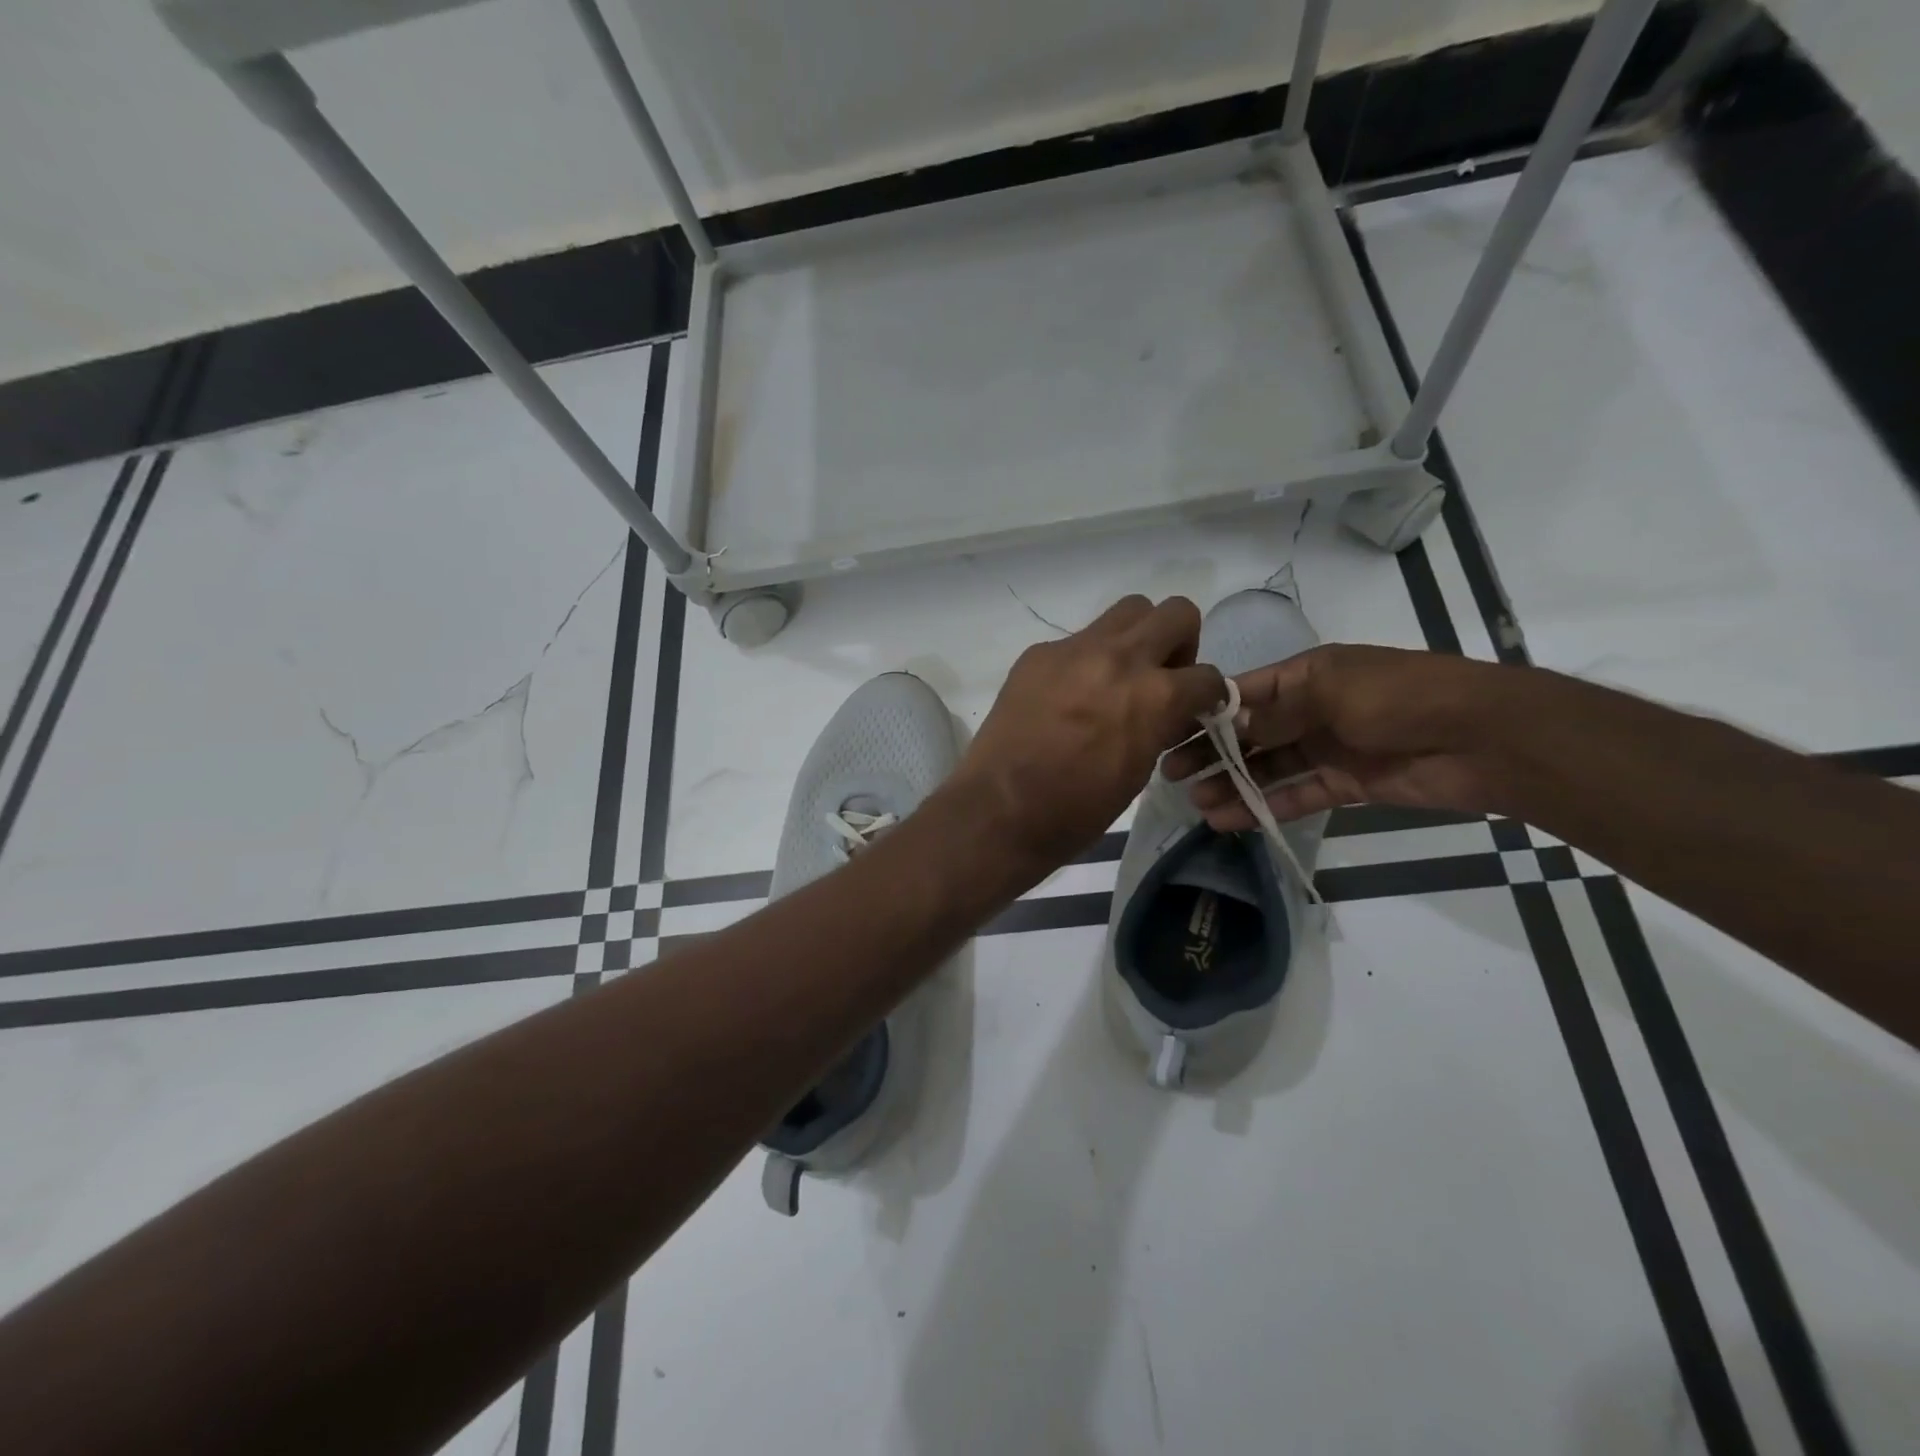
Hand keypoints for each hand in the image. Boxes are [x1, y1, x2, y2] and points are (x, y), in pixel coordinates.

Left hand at [949, 596, 1225, 870]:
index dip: (1207, 695)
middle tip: (1161, 676)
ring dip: (1135, 638)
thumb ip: (1160, 727)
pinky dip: (1086, 660)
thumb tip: (1167, 712)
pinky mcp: (1038, 654)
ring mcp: (1074, 649)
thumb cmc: (1077, 809)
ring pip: (1126, 611)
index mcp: (1155, 695)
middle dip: (1179, 643)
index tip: (1195, 708)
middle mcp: (1120, 658)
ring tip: (1118, 677)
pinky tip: (1067, 696)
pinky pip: (1077, 640)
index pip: (1207, 675)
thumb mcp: (1139, 772)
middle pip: (1174, 612)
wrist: (1001, 809)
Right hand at [1162, 644, 1509, 827]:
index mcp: (1307, 675)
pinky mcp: (1347, 784)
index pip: (1243, 692)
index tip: (1168, 732)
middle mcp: (1312, 709)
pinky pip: (1296, 794)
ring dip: (1233, 784)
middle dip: (1212, 752)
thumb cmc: (1402, 698)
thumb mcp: (1331, 692)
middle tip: (1171, 775)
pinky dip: (1265, 806)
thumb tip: (1225, 725)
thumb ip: (1275, 712)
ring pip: (1268, 768)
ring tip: (1197, 804)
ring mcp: (1329, 748)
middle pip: (1250, 733)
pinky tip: (1231, 819)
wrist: (1484, 739)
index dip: (1206, 712)